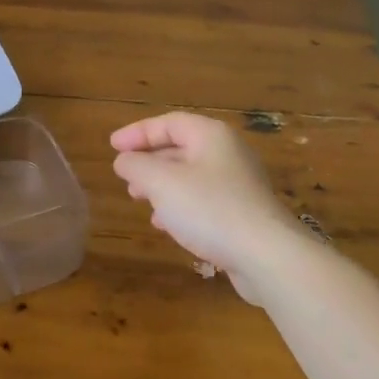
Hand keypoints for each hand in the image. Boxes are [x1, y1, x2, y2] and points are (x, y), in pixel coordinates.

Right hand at [111, 112, 308, 299]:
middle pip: (181, 147)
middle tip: (125, 175)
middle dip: (149, 160)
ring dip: (161, 185)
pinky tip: (165, 224)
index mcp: (211, 136)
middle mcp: (228, 153)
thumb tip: (124, 160)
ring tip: (138, 199)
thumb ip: (137, 166)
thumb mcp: (162, 183)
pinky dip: (179, 205)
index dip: (137, 132)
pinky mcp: (242, 213)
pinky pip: (203, 200)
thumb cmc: (210, 209)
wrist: (266, 255)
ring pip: (191, 176)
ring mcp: (238, 184)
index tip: (112, 146)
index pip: (169, 123)